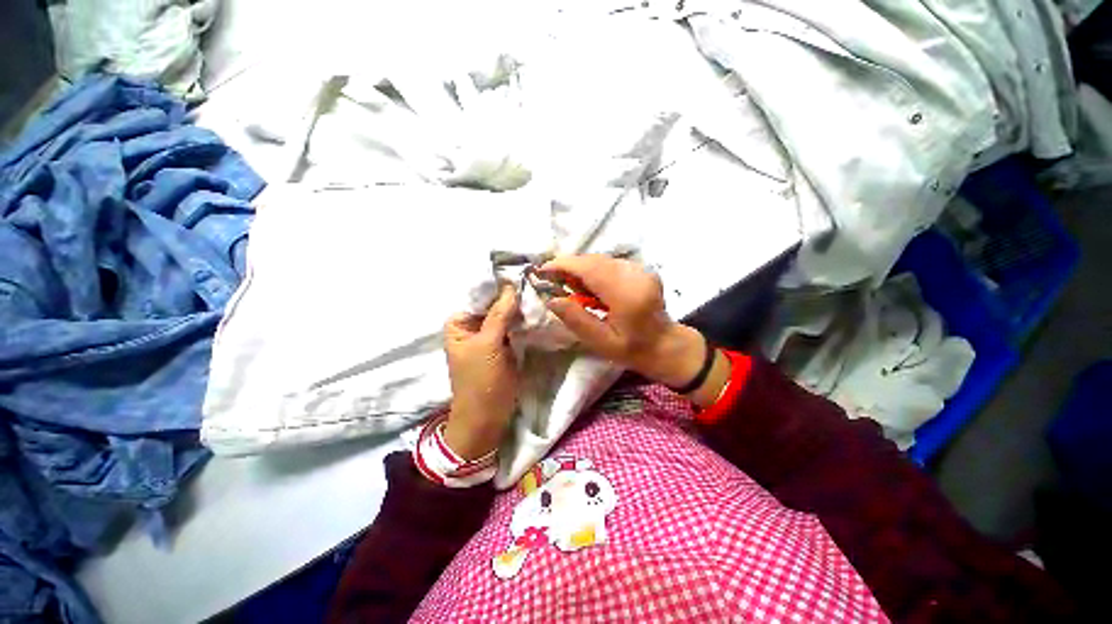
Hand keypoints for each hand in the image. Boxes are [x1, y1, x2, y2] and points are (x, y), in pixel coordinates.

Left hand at [442, 285, 520, 459]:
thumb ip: (499, 315)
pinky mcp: (504, 346)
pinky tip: (536, 313)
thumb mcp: (488, 344)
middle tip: (534, 285)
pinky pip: (513, 329)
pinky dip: (523, 322)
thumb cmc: (480, 380)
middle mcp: (473, 326)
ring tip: (538, 295)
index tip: (521, 276)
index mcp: (460, 323)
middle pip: (494, 305)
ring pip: (506, 316)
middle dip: (512, 298)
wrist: (487, 417)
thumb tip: (511, 286)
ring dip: (519, 309)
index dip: (499, 287)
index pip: (480, 296)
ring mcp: (490, 337)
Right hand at [539, 255, 706, 388]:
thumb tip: (551, 299)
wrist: (665, 345)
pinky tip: (590, 287)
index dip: (564, 265)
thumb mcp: (600, 342)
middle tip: (554, 281)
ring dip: (582, 268)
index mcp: (626, 294)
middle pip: (594, 260)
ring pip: (602, 259)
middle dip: (570, 266)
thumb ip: (576, 319)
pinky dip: (595, 270)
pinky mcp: (642, 269)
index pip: (590, 269)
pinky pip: (611, 263)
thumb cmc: (632, 349)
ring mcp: (641, 270)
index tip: (543, 270)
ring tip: (572, 288)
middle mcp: (635, 275)